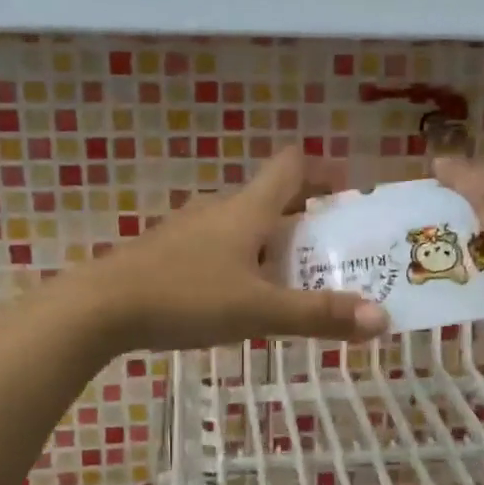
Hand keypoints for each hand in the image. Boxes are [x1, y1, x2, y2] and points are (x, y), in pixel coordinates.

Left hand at [75, 148, 388, 353]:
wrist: (101, 307)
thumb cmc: (186, 297)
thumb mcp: (259, 311)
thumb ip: (319, 315)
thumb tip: (382, 318)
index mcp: (247, 209)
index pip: (291, 165)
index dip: (323, 170)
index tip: (349, 191)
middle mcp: (219, 208)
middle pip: (270, 196)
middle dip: (305, 216)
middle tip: (332, 248)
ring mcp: (188, 229)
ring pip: (242, 224)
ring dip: (271, 240)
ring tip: (293, 277)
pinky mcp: (167, 252)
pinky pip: (217, 245)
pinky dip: (242, 259)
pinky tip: (240, 295)